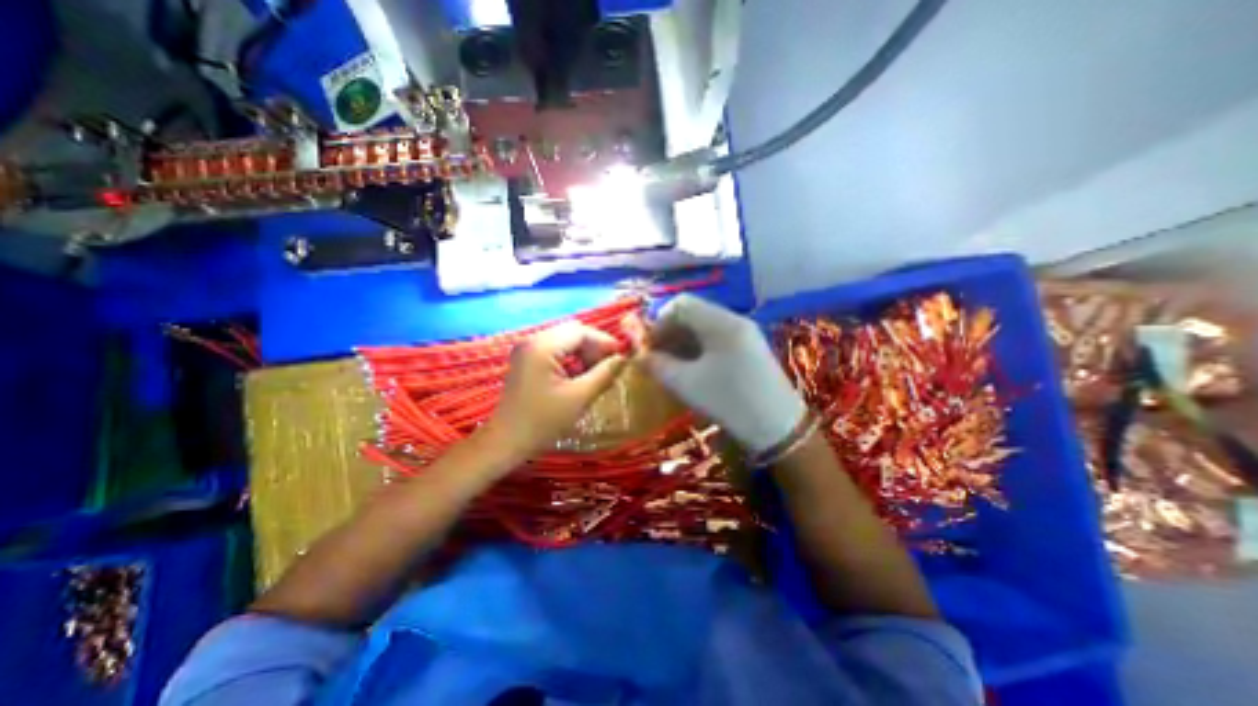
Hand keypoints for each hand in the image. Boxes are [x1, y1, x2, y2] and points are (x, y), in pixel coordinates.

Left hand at [485, 322, 633, 460]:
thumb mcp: (579, 397)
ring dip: (583, 353)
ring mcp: (527, 349)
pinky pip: (555, 350)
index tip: (622, 357)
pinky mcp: (527, 359)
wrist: (507, 441)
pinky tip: (580, 376)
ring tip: (597, 373)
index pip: (581, 331)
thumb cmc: (543, 421)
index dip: (604, 341)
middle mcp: (532, 340)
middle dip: (594, 346)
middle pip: (572, 332)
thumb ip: (604, 374)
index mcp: (542, 346)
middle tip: (610, 366)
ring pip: (565, 340)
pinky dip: (571, 359)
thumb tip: (623, 358)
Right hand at [640, 295, 804, 453]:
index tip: (649, 348)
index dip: (659, 322)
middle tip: (658, 358)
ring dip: (683, 341)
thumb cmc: (730, 402)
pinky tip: (693, 369)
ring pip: (704, 326)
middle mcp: (734, 320)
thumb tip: (639, 355)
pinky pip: (717, 338)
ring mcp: (745, 333)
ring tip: (673, 366)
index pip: (680, 304)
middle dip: (670, 333)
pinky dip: (699, 348)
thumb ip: (657, 365)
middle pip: (693, 313)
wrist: (779, 428)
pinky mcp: (750, 348)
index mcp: (720, 322)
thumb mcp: (686, 384)